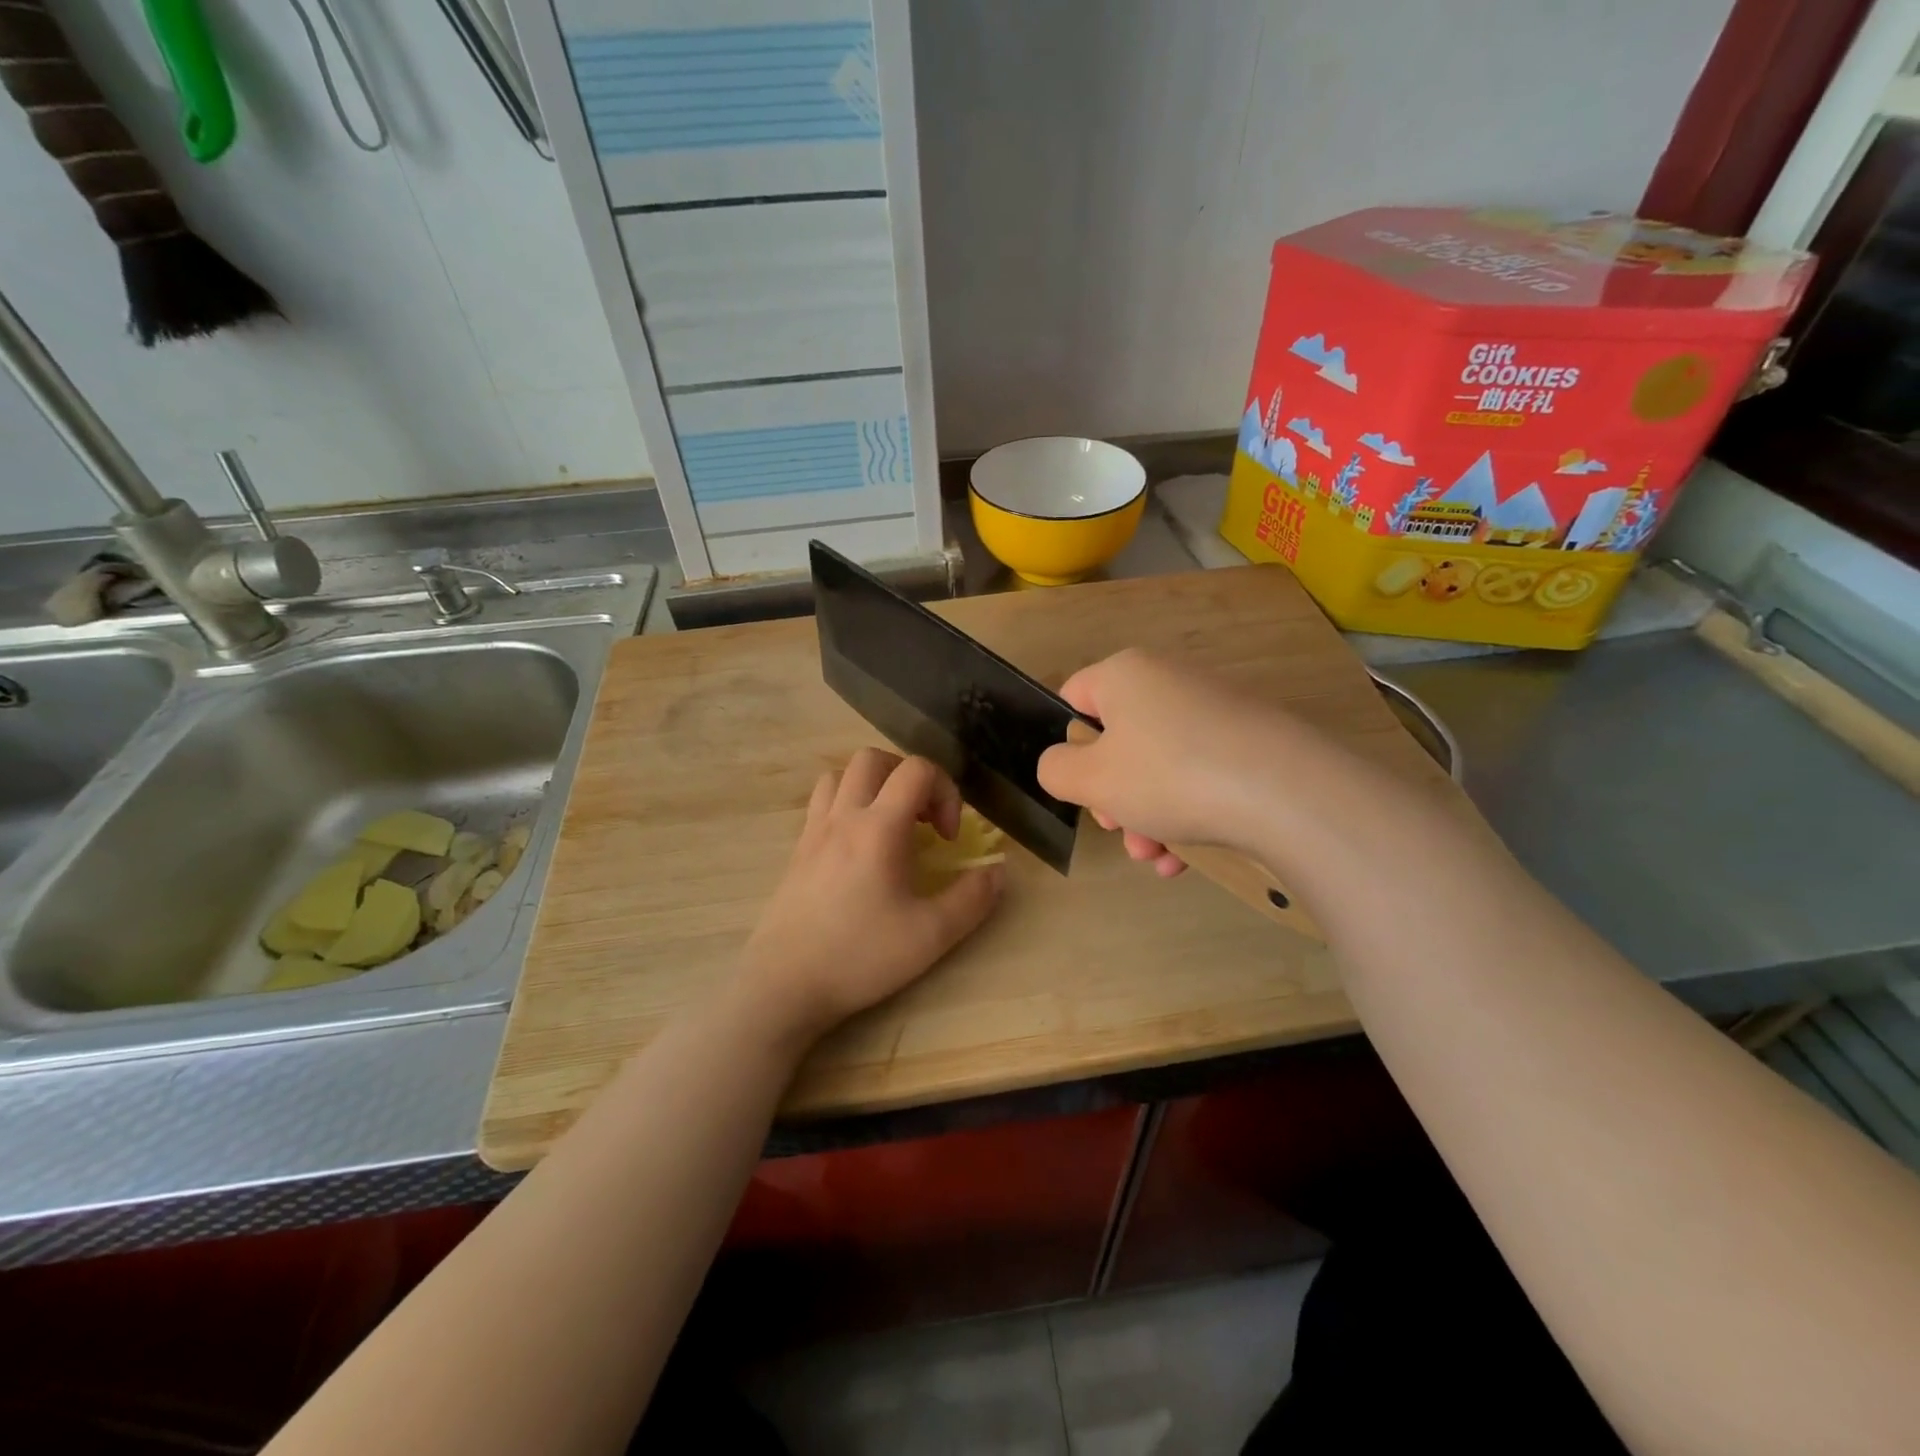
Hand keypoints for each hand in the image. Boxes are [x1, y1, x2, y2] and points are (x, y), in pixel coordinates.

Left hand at [742, 749, 1003, 1039]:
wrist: (784, 984)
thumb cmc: (860, 956)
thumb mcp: (931, 935)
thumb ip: (973, 899)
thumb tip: (998, 872)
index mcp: (879, 827)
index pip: (917, 770)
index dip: (946, 791)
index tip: (948, 837)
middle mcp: (843, 816)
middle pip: (874, 758)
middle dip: (908, 776)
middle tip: (923, 819)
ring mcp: (814, 830)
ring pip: (841, 774)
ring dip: (873, 785)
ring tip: (891, 822)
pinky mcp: (797, 850)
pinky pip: (822, 801)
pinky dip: (847, 804)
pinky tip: (859, 846)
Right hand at [1038, 650, 1287, 875]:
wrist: (1287, 791)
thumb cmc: (1170, 776)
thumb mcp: (1091, 779)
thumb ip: (1056, 769)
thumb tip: (1062, 764)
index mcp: (1125, 674)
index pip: (1074, 699)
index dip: (1068, 746)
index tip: (1081, 788)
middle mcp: (1169, 680)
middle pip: (1119, 740)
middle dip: (1113, 796)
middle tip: (1121, 831)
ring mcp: (1214, 708)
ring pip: (1159, 765)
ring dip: (1146, 816)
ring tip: (1156, 857)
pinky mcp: (1250, 739)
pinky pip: (1199, 773)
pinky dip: (1186, 812)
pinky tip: (1185, 858)